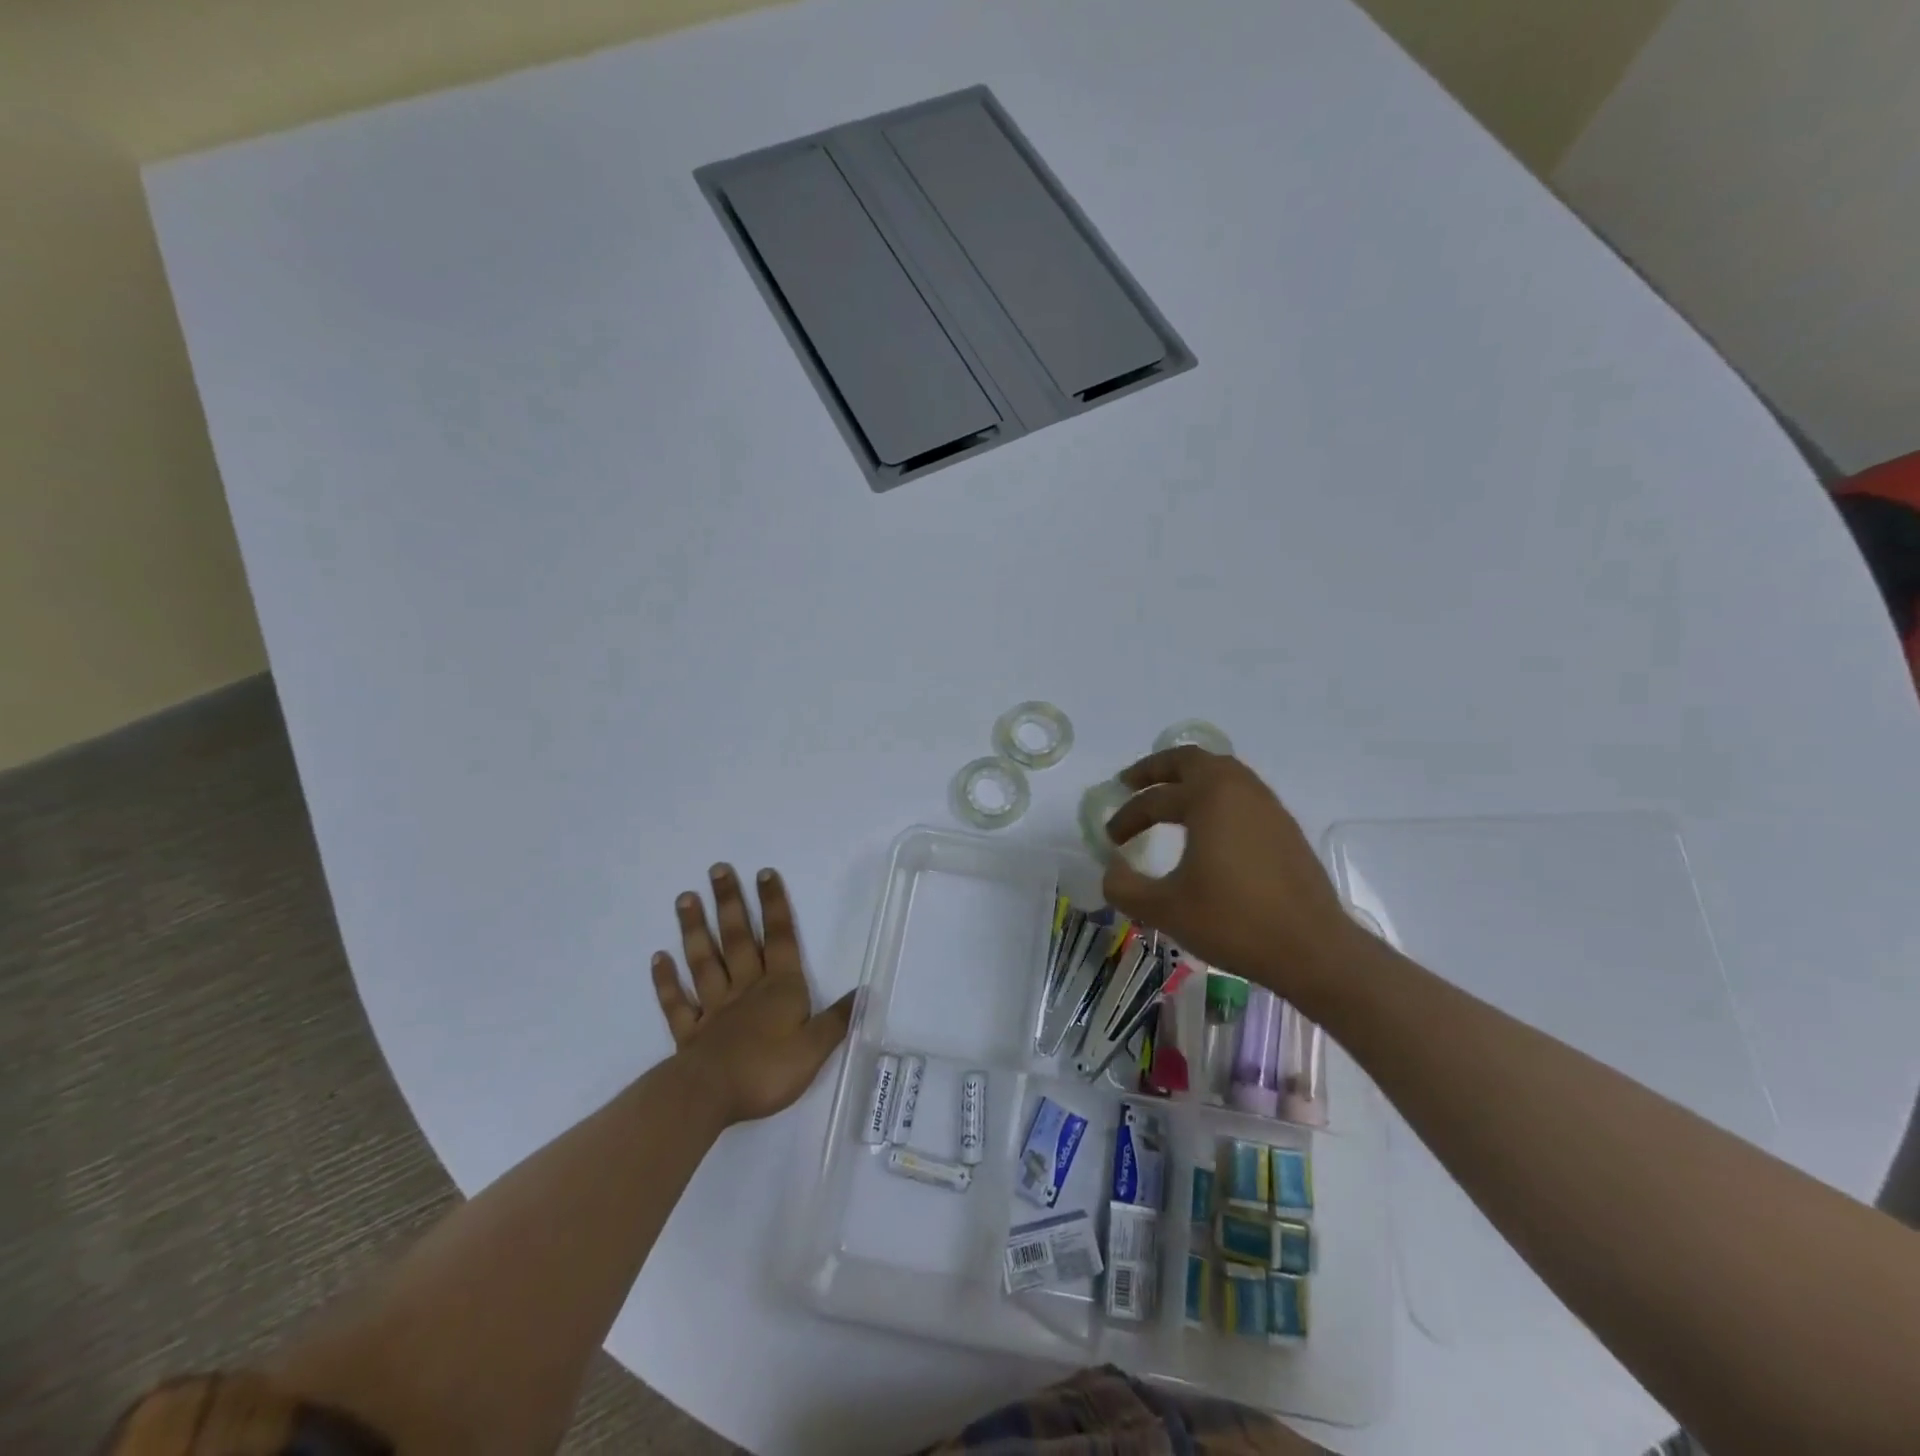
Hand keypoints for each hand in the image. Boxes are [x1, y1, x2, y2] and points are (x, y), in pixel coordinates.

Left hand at [651, 864, 853, 1126]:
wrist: (711, 1096)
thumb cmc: (768, 1070)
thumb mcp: (815, 1048)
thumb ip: (837, 1019)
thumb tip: (864, 992)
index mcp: (780, 988)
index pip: (780, 938)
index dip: (774, 906)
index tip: (764, 873)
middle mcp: (746, 988)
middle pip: (738, 939)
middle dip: (730, 903)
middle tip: (717, 870)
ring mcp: (714, 1008)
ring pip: (704, 961)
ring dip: (695, 929)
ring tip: (685, 898)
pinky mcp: (689, 1033)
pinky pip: (677, 1001)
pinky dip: (667, 979)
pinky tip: (658, 957)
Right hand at [1102, 748, 1358, 998]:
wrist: (1312, 949)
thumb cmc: (1234, 922)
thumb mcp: (1165, 909)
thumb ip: (1124, 887)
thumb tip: (1111, 868)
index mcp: (1208, 799)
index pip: (1154, 799)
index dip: (1126, 816)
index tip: (1111, 839)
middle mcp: (1239, 790)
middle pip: (1191, 760)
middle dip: (1156, 768)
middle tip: (1130, 782)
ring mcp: (1267, 806)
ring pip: (1222, 771)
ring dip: (1189, 778)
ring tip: (1168, 797)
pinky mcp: (1285, 827)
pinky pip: (1242, 793)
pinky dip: (1215, 795)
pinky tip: (1209, 825)